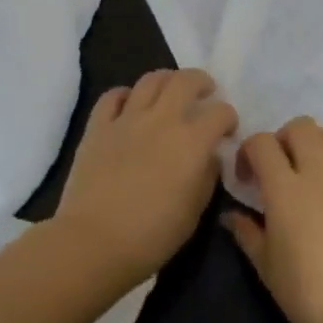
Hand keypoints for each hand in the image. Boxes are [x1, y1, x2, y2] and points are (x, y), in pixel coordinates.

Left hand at [54, 69, 237, 283]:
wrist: (94, 242)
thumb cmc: (153, 235)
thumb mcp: (195, 211)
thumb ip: (207, 176)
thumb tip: (208, 157)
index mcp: (192, 141)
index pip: (220, 112)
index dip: (229, 118)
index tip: (227, 131)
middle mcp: (162, 120)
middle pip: (186, 80)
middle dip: (201, 82)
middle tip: (204, 93)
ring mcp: (127, 119)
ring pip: (150, 80)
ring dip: (166, 80)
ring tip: (170, 92)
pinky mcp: (98, 127)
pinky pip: (112, 96)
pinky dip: (125, 95)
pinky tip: (130, 105)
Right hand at [223, 118, 322, 322]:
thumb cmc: (309, 294)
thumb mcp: (267, 268)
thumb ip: (247, 234)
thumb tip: (231, 215)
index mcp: (285, 189)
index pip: (262, 143)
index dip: (249, 151)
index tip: (248, 176)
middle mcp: (320, 173)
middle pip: (301, 126)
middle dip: (285, 138)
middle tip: (282, 166)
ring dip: (319, 143)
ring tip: (315, 169)